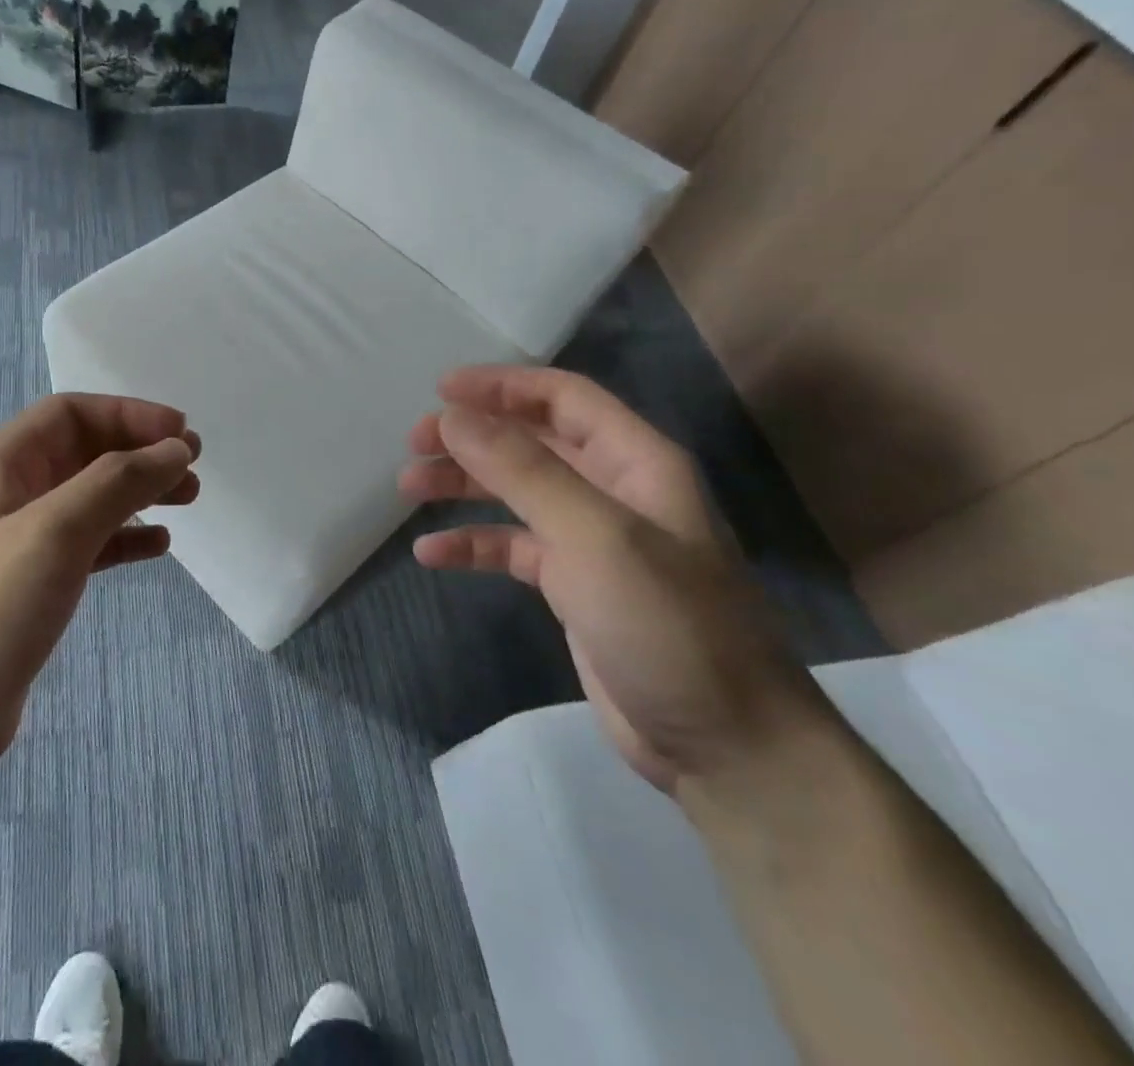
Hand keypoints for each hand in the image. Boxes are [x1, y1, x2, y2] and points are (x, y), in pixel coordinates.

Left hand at [0, 394, 199, 778]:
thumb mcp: (55, 532)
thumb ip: (118, 482)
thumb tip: (176, 449)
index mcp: (0, 464)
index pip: (71, 414)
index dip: (129, 415)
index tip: (181, 434)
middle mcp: (8, 493)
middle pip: (83, 452)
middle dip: (139, 452)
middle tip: (193, 467)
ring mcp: (18, 543)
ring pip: (89, 498)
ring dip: (138, 492)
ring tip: (188, 499)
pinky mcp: (30, 587)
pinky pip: (87, 545)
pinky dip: (123, 538)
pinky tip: (157, 546)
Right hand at [401, 366, 826, 795]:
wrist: (724, 747)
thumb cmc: (667, 624)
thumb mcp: (594, 536)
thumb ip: (522, 470)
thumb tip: (455, 416)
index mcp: (636, 463)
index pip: (564, 398)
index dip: (503, 385)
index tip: (441, 389)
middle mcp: (613, 492)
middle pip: (532, 441)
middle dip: (472, 436)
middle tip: (415, 442)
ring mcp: (592, 541)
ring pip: (515, 492)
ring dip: (463, 485)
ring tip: (409, 487)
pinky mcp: (573, 586)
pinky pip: (511, 547)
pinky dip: (472, 543)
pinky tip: (431, 553)